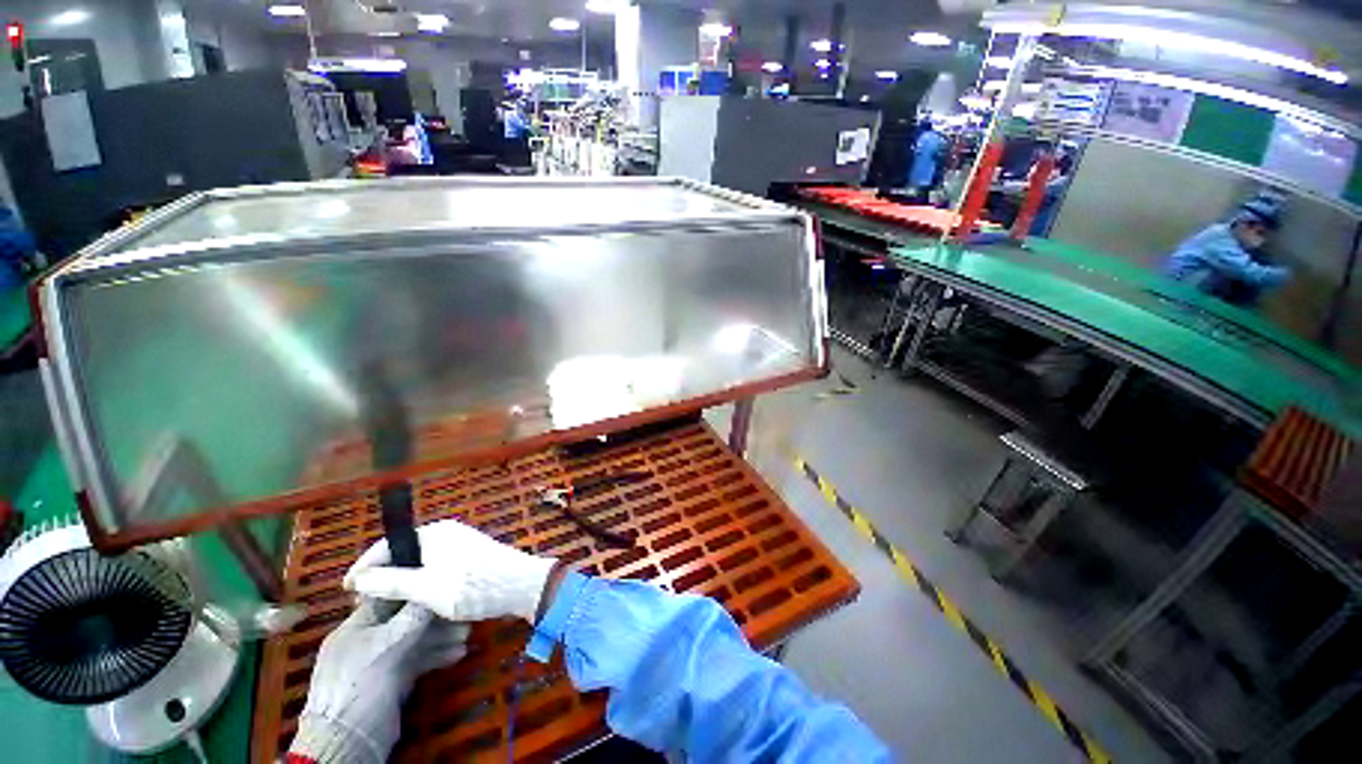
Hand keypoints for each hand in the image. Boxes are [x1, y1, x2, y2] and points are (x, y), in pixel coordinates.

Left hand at [289, 600, 469, 763]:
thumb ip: (414, 614)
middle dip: (435, 618)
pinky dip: (436, 656)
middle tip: (462, 613)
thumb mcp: (388, 643)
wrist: (351, 738)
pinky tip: (458, 653)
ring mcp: (379, 663)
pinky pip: (417, 661)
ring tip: (467, 634)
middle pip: (406, 620)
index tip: (444, 584)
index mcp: (356, 627)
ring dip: (441, 637)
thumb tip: (435, 588)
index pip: (390, 598)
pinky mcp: (391, 682)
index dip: (417, 590)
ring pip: (415, 642)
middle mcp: (367, 641)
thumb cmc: (362, 681)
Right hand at [344, 519, 557, 622]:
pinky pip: (435, 568)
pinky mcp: (470, 559)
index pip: (389, 544)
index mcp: (435, 532)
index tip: (346, 591)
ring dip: (401, 582)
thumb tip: (357, 579)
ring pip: (420, 563)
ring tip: (384, 606)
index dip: (364, 566)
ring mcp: (460, 545)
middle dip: (382, 576)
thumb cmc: (472, 586)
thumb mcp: (425, 588)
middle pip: (404, 553)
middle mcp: (447, 533)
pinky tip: (414, 603)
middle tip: (364, 603)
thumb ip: (389, 582)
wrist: (521, 587)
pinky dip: (420, 584)